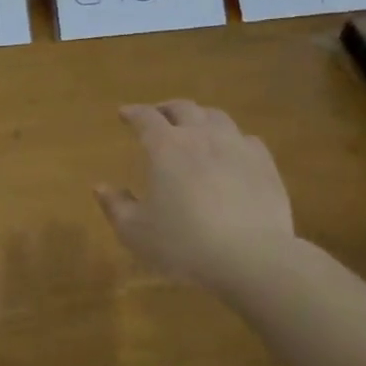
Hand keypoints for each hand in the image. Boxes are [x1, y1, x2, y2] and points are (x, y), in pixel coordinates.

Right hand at [94, 101, 296, 288]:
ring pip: (216, 116)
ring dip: (200, 117)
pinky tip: (231, 151)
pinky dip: (232, 139)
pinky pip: (246, 139)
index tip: (124, 113)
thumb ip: (116, 206)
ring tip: (195, 126)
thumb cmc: (185, 244)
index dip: (133, 113)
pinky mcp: (264, 164)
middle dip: (166, 108)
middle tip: (158, 115)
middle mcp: (200, 136)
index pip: (145, 117)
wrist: (252, 257)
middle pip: (183, 108)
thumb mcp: (136, 233)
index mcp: (166, 147)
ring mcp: (236, 147)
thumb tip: (100, 187)